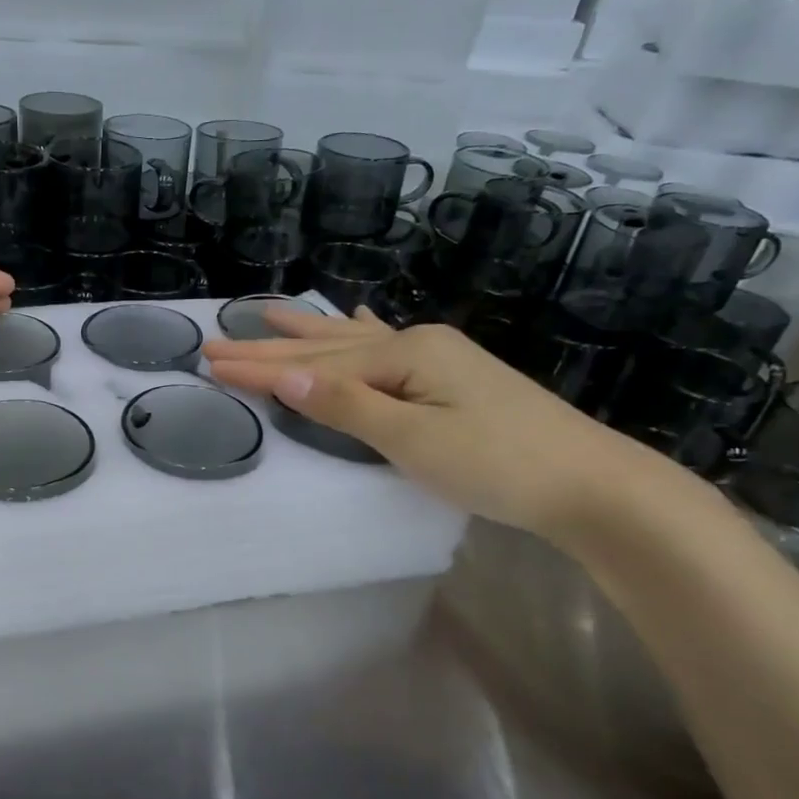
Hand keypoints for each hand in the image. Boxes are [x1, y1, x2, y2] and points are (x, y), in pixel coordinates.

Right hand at [204, 307, 694, 544]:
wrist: (588, 484)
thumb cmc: (496, 465)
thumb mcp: (412, 439)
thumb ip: (346, 405)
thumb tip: (285, 376)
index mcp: (405, 355)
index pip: (315, 364)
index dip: (260, 366)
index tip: (209, 359)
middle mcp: (418, 345)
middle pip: (331, 346)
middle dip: (273, 346)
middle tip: (220, 338)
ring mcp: (439, 360)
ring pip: (358, 343)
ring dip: (312, 332)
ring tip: (273, 314)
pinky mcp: (453, 380)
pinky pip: (390, 348)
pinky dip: (363, 337)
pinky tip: (361, 321)